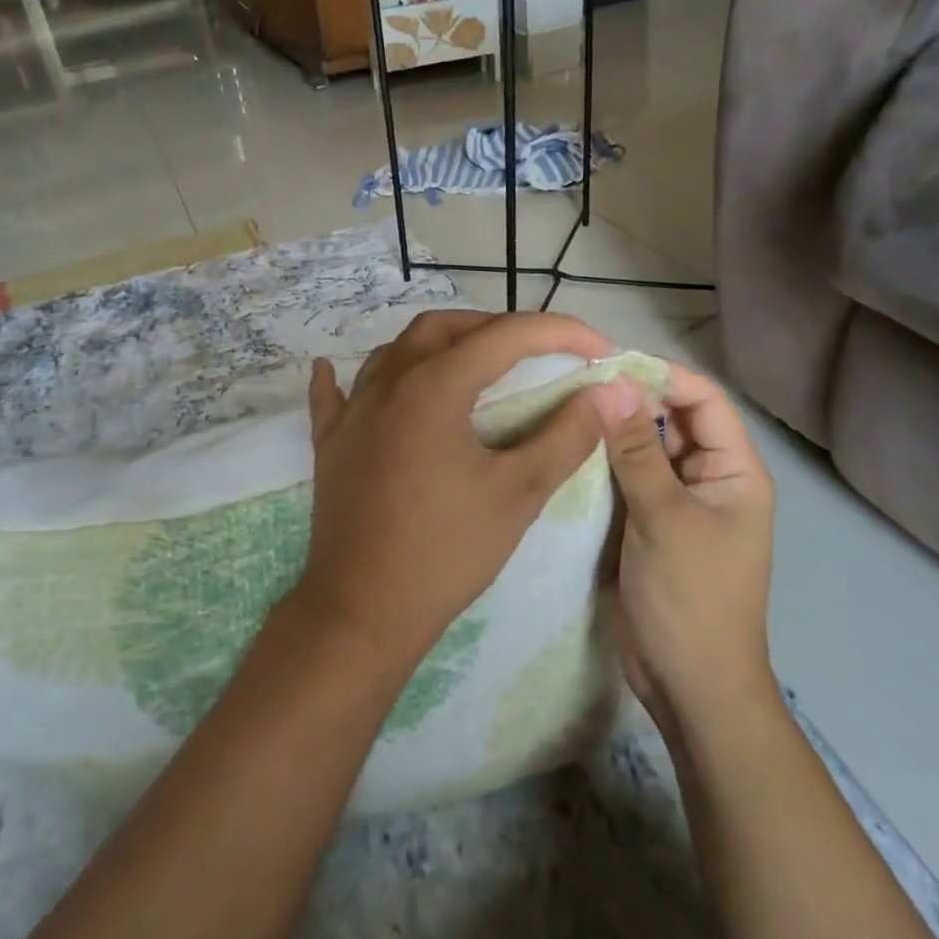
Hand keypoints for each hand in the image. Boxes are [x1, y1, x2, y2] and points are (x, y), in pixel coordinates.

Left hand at [296, 309, 614, 670]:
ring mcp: (351, 411)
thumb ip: (566, 436)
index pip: (506, 336)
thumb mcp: (518, 493)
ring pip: (395, 350)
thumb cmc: (446, 552)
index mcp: (433, 387)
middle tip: (539, 352)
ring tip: (474, 361)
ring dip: (440, 344)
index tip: (601, 350)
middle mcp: (387, 383)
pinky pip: (338, 393)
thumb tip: (608, 394)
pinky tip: (340, 371)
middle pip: (445, 328)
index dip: (561, 333)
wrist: (363, 610)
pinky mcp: (330, 441)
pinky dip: (349, 376)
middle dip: (497, 328)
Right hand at [594, 362, 776, 742]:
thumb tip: (612, 384)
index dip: (661, 376)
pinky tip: (564, 452)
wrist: (688, 683)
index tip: (606, 365)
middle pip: (670, 421)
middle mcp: (706, 478)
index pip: (703, 400)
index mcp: (733, 470)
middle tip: (570, 386)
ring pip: (642, 449)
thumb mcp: (663, 518)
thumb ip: (637, 450)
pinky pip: (624, 481)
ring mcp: (674, 502)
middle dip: (628, 402)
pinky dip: (600, 465)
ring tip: (560, 411)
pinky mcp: (645, 524)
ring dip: (610, 432)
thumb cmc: (690, 597)